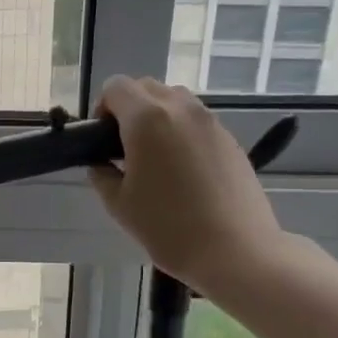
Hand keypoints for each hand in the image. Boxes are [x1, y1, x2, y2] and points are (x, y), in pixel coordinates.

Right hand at [88, 77, 286, 298]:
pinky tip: (182, 170)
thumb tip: (102, 163)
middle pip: (146, 87)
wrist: (235, 250)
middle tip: (124, 148)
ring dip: (157, 116)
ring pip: (174, 100)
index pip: (116, 87)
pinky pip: (196, 120)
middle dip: (129, 108)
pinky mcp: (229, 138)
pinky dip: (181, 131)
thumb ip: (102, 174)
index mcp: (146, 119)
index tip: (103, 140)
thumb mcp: (119, 204)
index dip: (102, 108)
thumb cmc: (168, 227)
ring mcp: (209, 121)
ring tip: (155, 157)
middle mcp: (179, 109)